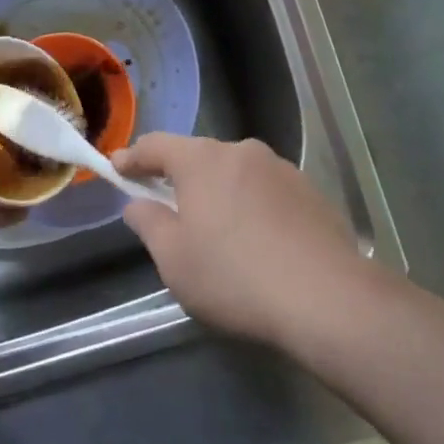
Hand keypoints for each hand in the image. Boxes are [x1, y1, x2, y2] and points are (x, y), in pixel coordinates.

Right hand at [115, 135, 364, 346]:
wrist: (326, 297)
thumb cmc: (235, 277)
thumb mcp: (175, 260)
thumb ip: (149, 223)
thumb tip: (137, 203)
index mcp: (202, 160)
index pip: (156, 145)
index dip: (133, 157)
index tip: (117, 168)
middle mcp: (241, 151)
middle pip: (198, 156)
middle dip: (179, 177)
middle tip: (167, 207)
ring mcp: (279, 168)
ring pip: (235, 172)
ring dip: (219, 192)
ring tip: (218, 230)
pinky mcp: (309, 190)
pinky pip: (266, 190)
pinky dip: (252, 206)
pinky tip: (258, 241)